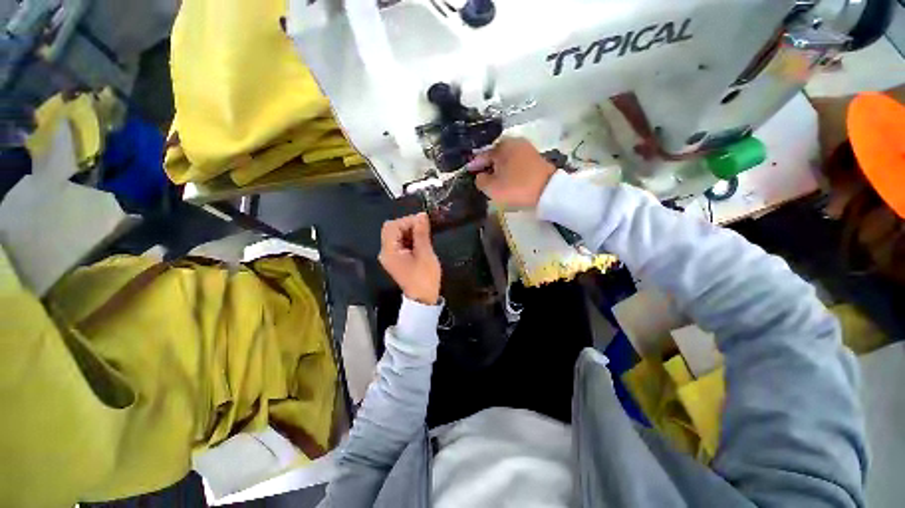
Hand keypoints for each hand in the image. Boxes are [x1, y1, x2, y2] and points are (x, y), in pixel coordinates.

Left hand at [379, 213, 441, 304]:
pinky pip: (401, 243)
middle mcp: (386, 252)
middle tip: (424, 228)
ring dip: (410, 232)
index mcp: (389, 251)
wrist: (423, 299)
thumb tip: (421, 215)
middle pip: (392, 230)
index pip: (392, 226)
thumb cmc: (424, 277)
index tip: (423, 222)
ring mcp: (391, 257)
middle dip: (408, 225)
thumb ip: (421, 233)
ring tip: (425, 235)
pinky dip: (410, 239)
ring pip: (397, 236)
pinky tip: (421, 242)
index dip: (407, 220)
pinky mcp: (397, 260)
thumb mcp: (425, 254)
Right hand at [469, 138, 555, 207]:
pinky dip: (509, 170)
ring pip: (506, 159)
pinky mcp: (536, 159)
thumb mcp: (492, 187)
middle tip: (480, 176)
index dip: (474, 164)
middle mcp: (515, 142)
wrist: (548, 192)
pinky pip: (516, 163)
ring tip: (493, 179)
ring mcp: (527, 149)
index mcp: (502, 146)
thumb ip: (480, 180)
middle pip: (495, 155)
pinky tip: (507, 178)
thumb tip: (481, 176)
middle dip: (488, 165)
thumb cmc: (516, 187)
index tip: (468, 171)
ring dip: (499, 168)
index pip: (483, 155)